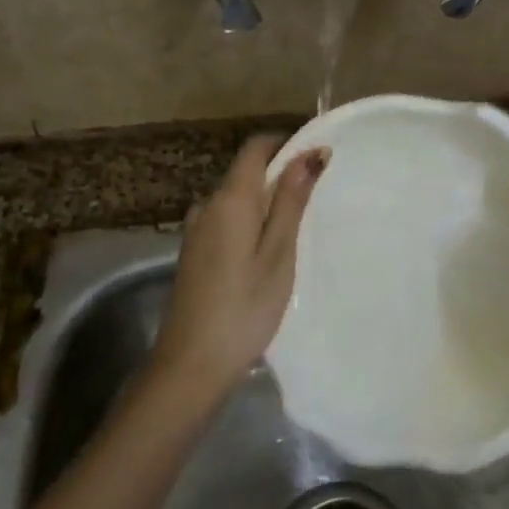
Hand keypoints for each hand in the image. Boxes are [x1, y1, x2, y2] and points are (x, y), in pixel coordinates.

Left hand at [152, 135, 327, 401]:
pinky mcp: (193, 251)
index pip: (256, 147)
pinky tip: (267, 250)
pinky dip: (250, 221)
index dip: (286, 142)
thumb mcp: (279, 253)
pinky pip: (226, 219)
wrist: (190, 365)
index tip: (318, 156)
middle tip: (317, 198)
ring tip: (298, 228)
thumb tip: (310, 152)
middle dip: (281, 174)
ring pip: (237, 198)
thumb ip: (291, 200)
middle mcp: (207, 205)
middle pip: (246, 171)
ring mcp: (195, 229)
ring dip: (266, 201)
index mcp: (230, 199)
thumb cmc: (244, 308)